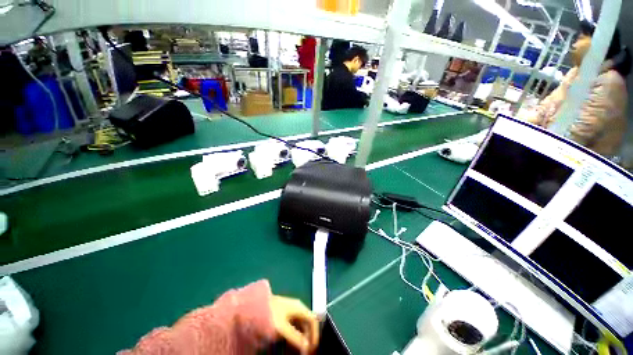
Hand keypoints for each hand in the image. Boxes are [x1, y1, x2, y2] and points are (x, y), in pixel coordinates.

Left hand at [269, 295, 318, 353]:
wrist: (254, 306)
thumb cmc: (270, 314)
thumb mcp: (282, 327)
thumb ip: (295, 337)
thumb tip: (307, 347)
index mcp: (299, 307)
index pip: (313, 320)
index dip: (314, 335)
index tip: (312, 349)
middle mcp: (297, 308)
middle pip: (308, 323)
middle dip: (308, 338)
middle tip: (305, 352)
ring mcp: (290, 310)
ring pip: (301, 325)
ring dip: (302, 338)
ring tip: (299, 350)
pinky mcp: (284, 314)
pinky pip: (294, 326)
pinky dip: (295, 335)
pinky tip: (291, 343)